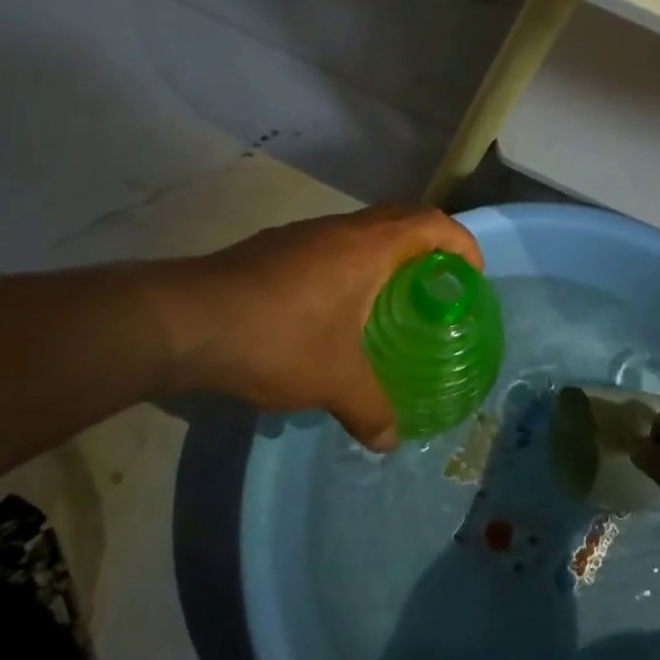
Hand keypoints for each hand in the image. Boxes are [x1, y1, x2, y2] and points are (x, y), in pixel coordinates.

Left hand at [166, 205, 482, 451]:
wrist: (187, 320)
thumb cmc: (278, 337)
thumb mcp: (333, 380)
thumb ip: (370, 408)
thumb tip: (390, 440)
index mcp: (370, 246)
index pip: (433, 223)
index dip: (461, 243)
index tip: (472, 275)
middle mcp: (342, 228)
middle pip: (401, 218)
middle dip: (428, 245)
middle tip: (437, 286)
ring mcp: (305, 234)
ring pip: (362, 230)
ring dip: (385, 254)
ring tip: (390, 299)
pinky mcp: (276, 247)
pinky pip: (331, 245)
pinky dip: (350, 265)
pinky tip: (334, 309)